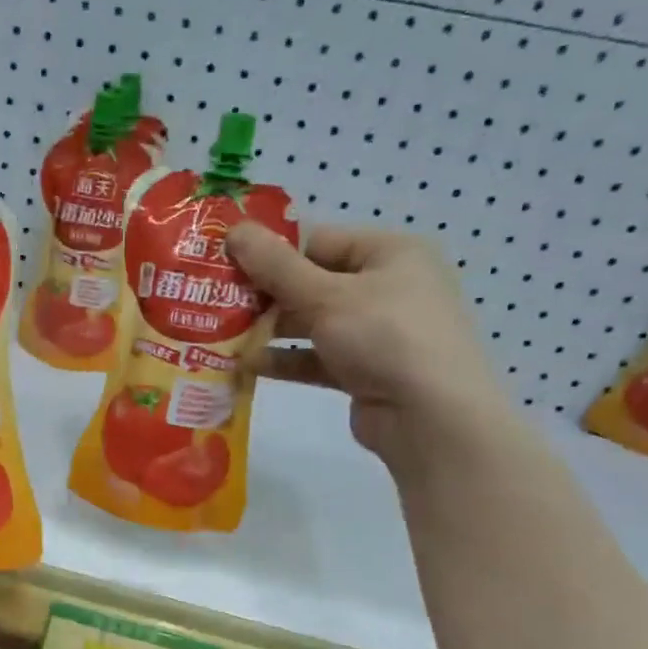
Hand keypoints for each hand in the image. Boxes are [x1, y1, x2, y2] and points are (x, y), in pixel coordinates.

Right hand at [227, 223, 512, 469]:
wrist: (430, 418)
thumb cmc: (385, 337)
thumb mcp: (325, 295)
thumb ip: (276, 266)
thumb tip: (235, 230)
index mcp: (389, 253)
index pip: (319, 241)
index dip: (272, 251)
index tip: (226, 264)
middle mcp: (386, 287)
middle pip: (313, 281)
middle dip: (266, 294)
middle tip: (217, 301)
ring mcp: (376, 332)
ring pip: (312, 322)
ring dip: (271, 329)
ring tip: (224, 335)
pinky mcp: (364, 371)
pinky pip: (317, 357)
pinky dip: (287, 359)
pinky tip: (248, 366)